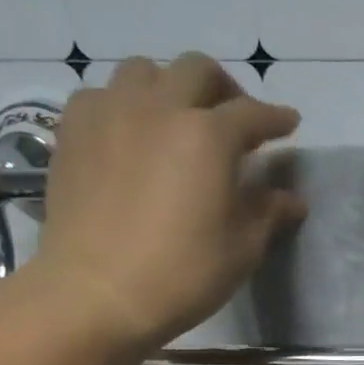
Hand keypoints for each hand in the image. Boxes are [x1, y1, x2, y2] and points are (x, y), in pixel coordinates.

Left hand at [25, 53, 304, 347]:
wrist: (95, 293)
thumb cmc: (182, 274)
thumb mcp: (241, 249)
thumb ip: (267, 213)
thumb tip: (290, 199)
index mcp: (208, 136)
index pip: (253, 114)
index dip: (276, 118)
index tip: (289, 123)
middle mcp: (159, 108)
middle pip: (198, 71)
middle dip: (225, 88)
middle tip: (235, 118)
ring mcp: (110, 114)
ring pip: (144, 71)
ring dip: (171, 87)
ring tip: (178, 119)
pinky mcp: (73, 132)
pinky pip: (102, 95)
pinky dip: (125, 104)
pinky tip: (131, 133)